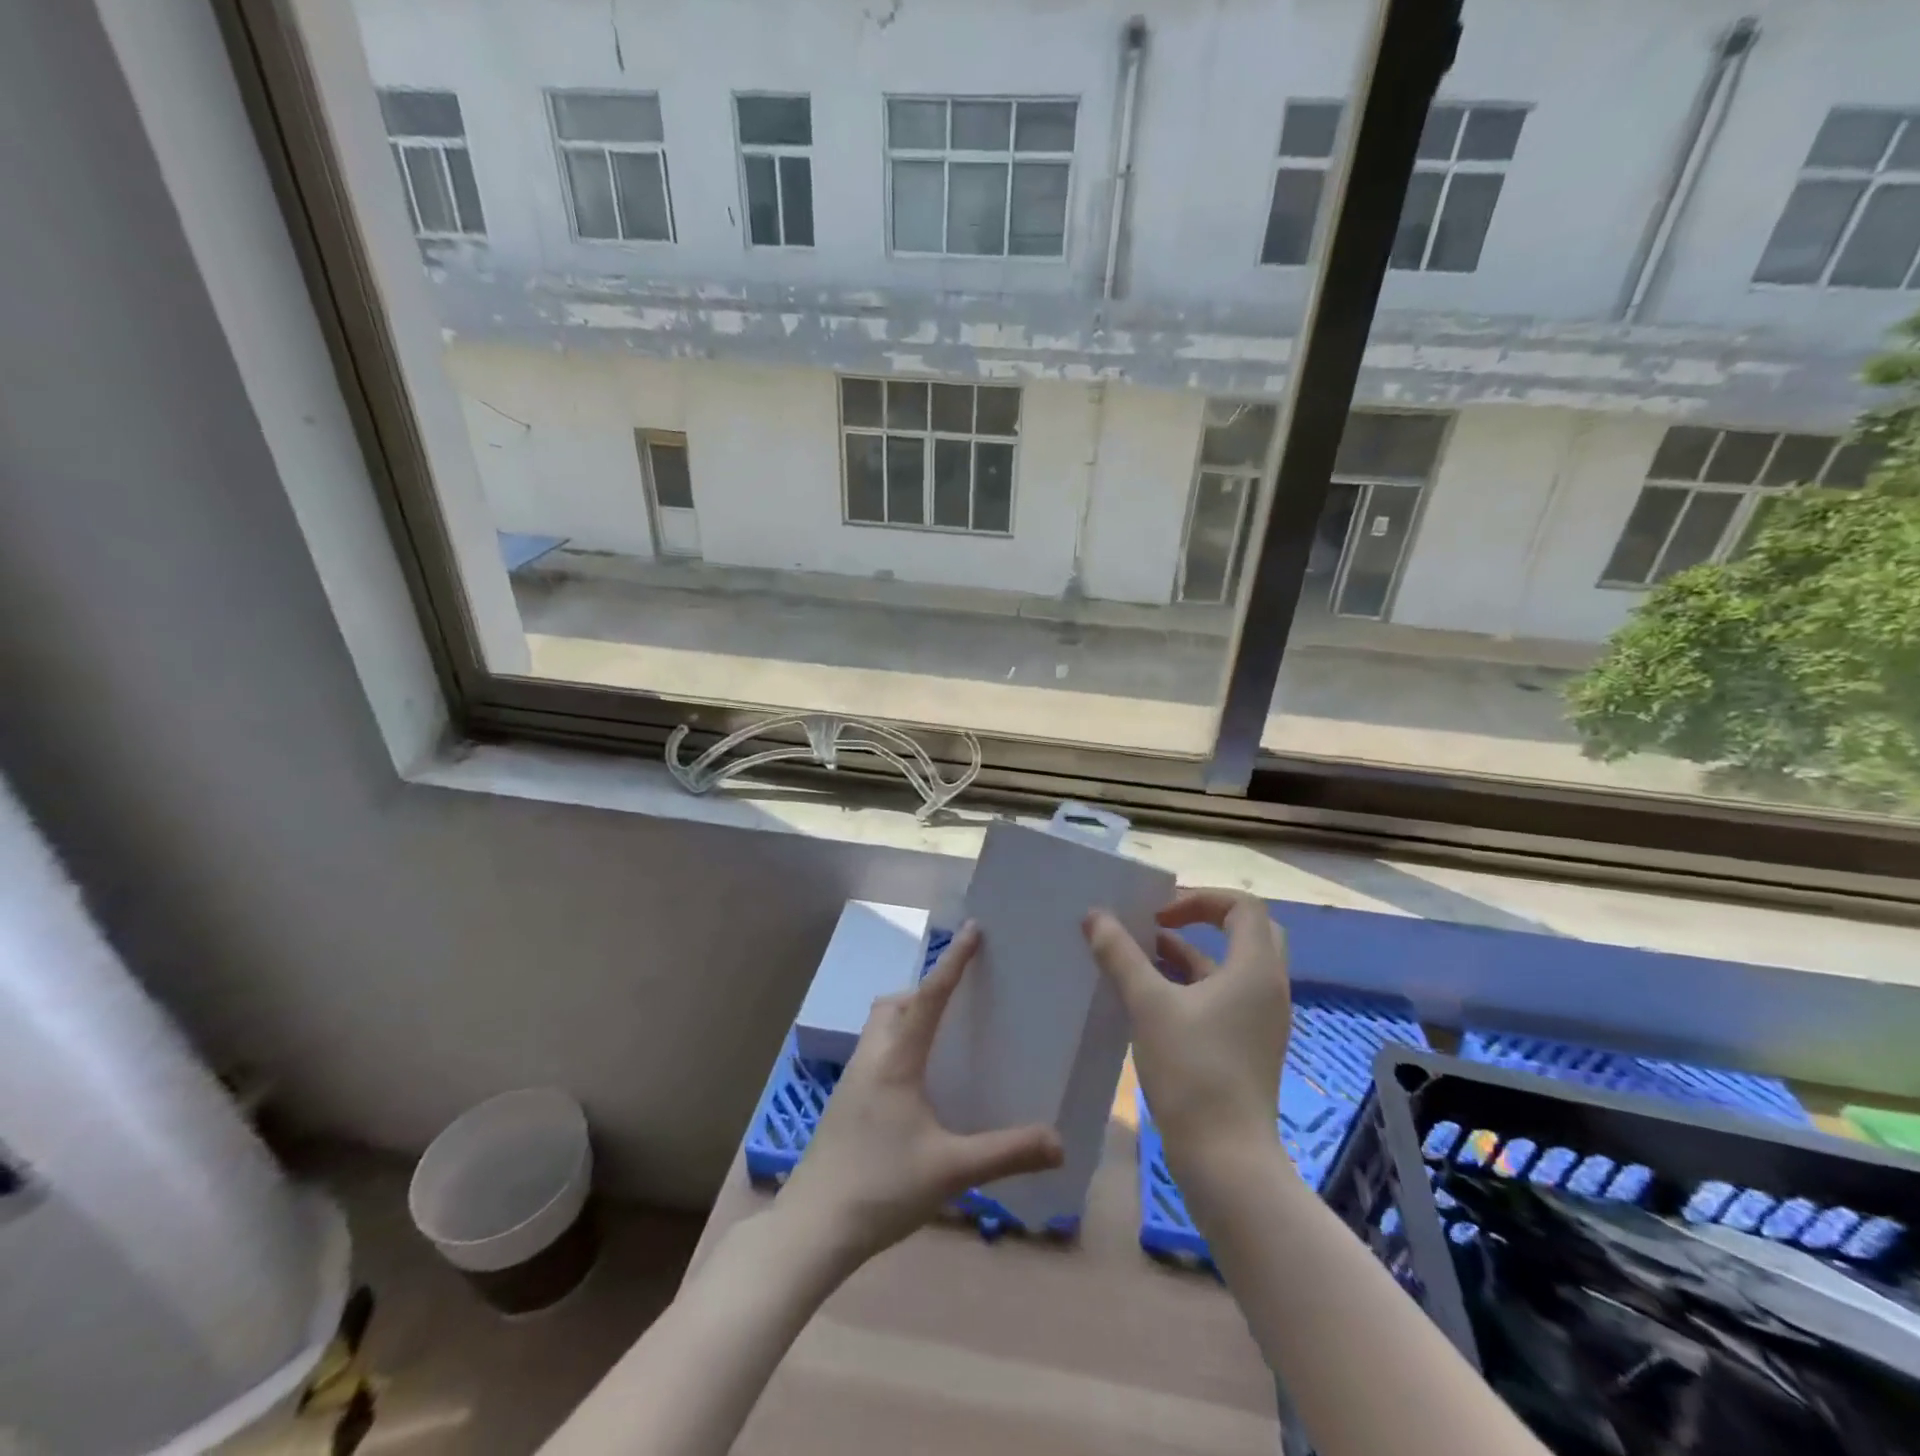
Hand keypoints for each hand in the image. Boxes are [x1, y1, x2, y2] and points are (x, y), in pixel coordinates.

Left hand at [778, 922, 1063, 1266]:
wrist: (812, 1228)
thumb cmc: (880, 1187)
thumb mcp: (950, 1170)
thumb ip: (1006, 1153)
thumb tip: (1060, 1142)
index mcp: (896, 1059)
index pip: (929, 996)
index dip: (953, 961)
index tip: (973, 930)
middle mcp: (871, 1057)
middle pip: (895, 1002)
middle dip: (925, 988)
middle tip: (960, 997)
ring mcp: (852, 1079)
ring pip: (880, 1025)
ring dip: (908, 1014)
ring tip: (942, 1035)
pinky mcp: (844, 1101)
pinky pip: (875, 1050)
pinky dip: (897, 1043)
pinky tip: (917, 1082)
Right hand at [1083, 889, 1290, 1182]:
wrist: (1226, 1160)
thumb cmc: (1192, 1071)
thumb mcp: (1148, 1005)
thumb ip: (1120, 955)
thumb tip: (1094, 916)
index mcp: (1255, 969)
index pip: (1243, 906)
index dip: (1199, 899)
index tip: (1158, 916)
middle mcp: (1266, 988)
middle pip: (1244, 932)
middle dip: (1200, 921)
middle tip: (1158, 924)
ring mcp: (1259, 1020)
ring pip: (1228, 968)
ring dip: (1188, 954)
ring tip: (1138, 956)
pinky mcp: (1247, 1046)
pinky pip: (1222, 997)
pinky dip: (1190, 986)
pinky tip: (1148, 998)